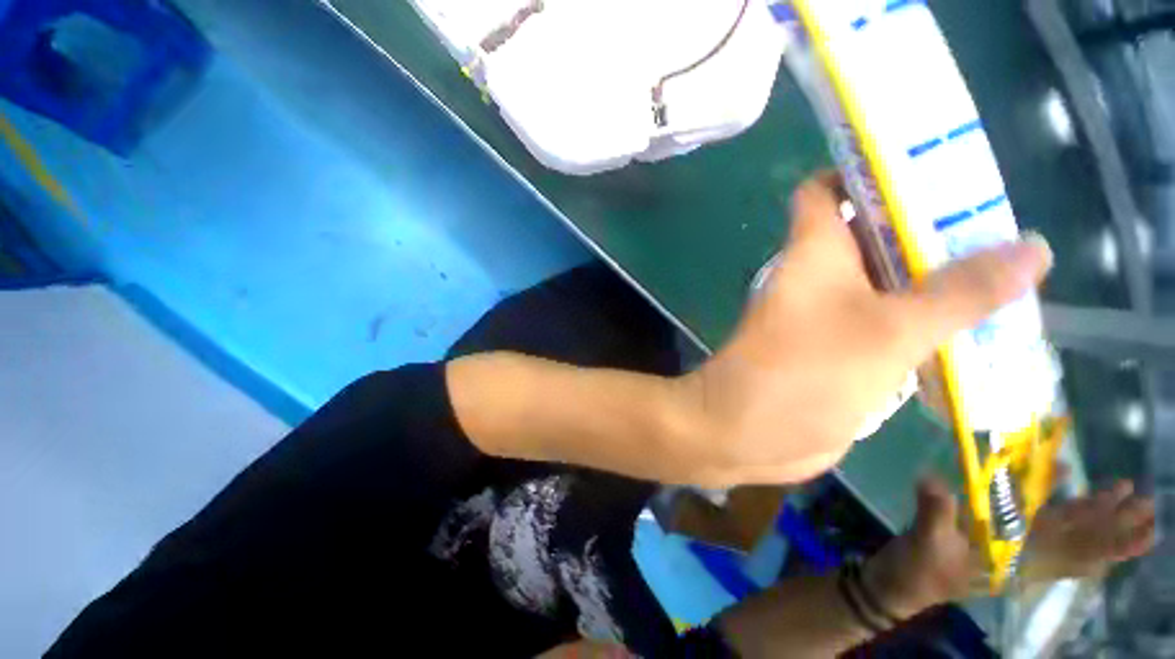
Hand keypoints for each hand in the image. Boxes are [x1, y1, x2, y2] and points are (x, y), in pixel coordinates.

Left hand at [674, 173, 1051, 485]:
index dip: (866, 171)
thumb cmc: (803, 371)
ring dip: (941, 282)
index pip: (826, 190)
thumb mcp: (888, 329)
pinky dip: (929, 324)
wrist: (746, 430)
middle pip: (876, 235)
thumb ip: (960, 292)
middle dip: (933, 228)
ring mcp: (832, 316)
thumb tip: (1031, 246)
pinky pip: (891, 326)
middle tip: (1004, 226)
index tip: (930, 164)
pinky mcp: (842, 351)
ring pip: (891, 284)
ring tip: (1014, 275)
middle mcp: (821, 277)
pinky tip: (984, 329)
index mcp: (815, 251)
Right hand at [862, 476, 1157, 618]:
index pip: (1076, 552)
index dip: (1111, 540)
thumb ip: (935, 512)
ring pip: (1068, 535)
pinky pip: (1042, 526)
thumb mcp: (925, 542)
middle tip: (1148, 503)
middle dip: (1115, 525)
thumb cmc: (919, 568)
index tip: (1143, 524)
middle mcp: (1027, 556)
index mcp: (1019, 559)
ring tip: (1123, 495)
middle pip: (1081, 543)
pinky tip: (1069, 493)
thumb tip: (931, 480)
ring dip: (1098, 518)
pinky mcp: (1000, 540)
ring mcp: (1015, 549)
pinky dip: (1063, 512)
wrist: (904, 584)